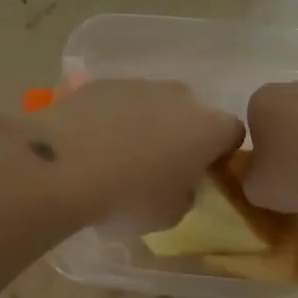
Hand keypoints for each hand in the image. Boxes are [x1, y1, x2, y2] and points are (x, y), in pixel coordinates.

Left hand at [20, 79, 242, 229]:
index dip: (220, 152)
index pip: (232, 133)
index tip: (203, 172)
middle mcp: (181, 97)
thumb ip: (186, 194)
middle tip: (160, 166)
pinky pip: (119, 102)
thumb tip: (180, 184)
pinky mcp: (102, 83)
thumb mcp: (171, 214)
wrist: (65, 166)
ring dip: (146, 124)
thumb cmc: (130, 196)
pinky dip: (113, 118)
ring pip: (155, 104)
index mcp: (209, 128)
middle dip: (182, 134)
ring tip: (120, 156)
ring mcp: (140, 84)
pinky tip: (92, 144)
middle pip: (192, 113)